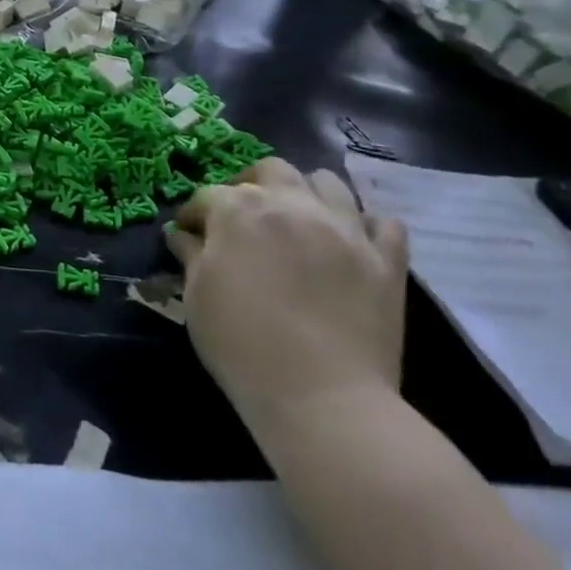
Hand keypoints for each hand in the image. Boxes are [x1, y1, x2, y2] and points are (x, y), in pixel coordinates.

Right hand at [168, 159, 407, 428]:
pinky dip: (365, 226)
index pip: (208, 195)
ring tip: (298, 220)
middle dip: (251, 184)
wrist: (322, 399)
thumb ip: (191, 256)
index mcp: (239, 210)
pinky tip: (350, 243)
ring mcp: (345, 229)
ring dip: (307, 193)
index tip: (188, 233)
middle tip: (243, 216)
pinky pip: (383, 224)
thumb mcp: (197, 297)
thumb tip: (183, 236)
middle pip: (271, 170)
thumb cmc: (242, 344)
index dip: (194, 214)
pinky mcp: (387, 260)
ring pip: (329, 183)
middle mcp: (292, 204)